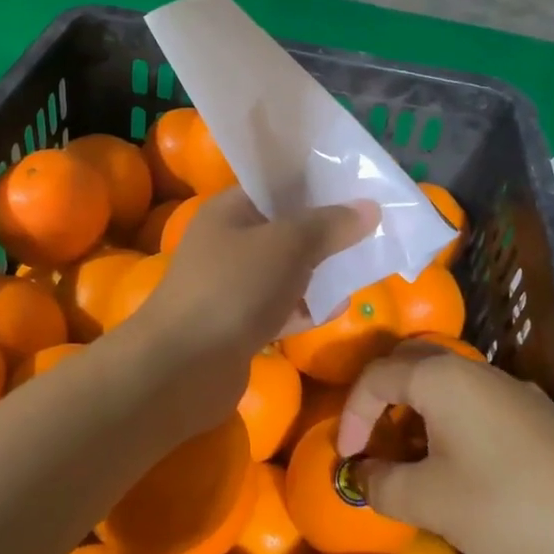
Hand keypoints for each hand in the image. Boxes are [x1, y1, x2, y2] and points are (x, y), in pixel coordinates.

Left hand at [117, 190, 376, 430]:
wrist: (182, 369)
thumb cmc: (234, 289)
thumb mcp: (288, 245)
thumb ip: (330, 225)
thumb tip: (370, 206)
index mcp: (229, 210)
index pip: (275, 185)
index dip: (315, 184)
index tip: (357, 188)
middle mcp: (227, 242)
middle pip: (284, 228)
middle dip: (324, 231)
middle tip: (370, 230)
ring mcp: (231, 285)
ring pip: (285, 270)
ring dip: (318, 271)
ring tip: (364, 267)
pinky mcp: (239, 325)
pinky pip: (280, 307)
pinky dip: (306, 307)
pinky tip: (338, 308)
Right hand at [337, 343, 553, 553]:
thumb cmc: (509, 507)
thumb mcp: (432, 502)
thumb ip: (383, 485)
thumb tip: (360, 476)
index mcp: (440, 377)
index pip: (375, 377)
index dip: (351, 415)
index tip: (345, 458)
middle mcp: (471, 368)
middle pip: (408, 365)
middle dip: (380, 400)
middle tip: (371, 442)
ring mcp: (507, 385)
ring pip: (442, 381)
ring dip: (414, 409)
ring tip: (410, 455)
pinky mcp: (533, 409)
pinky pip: (472, 398)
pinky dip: (447, 417)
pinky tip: (459, 461)